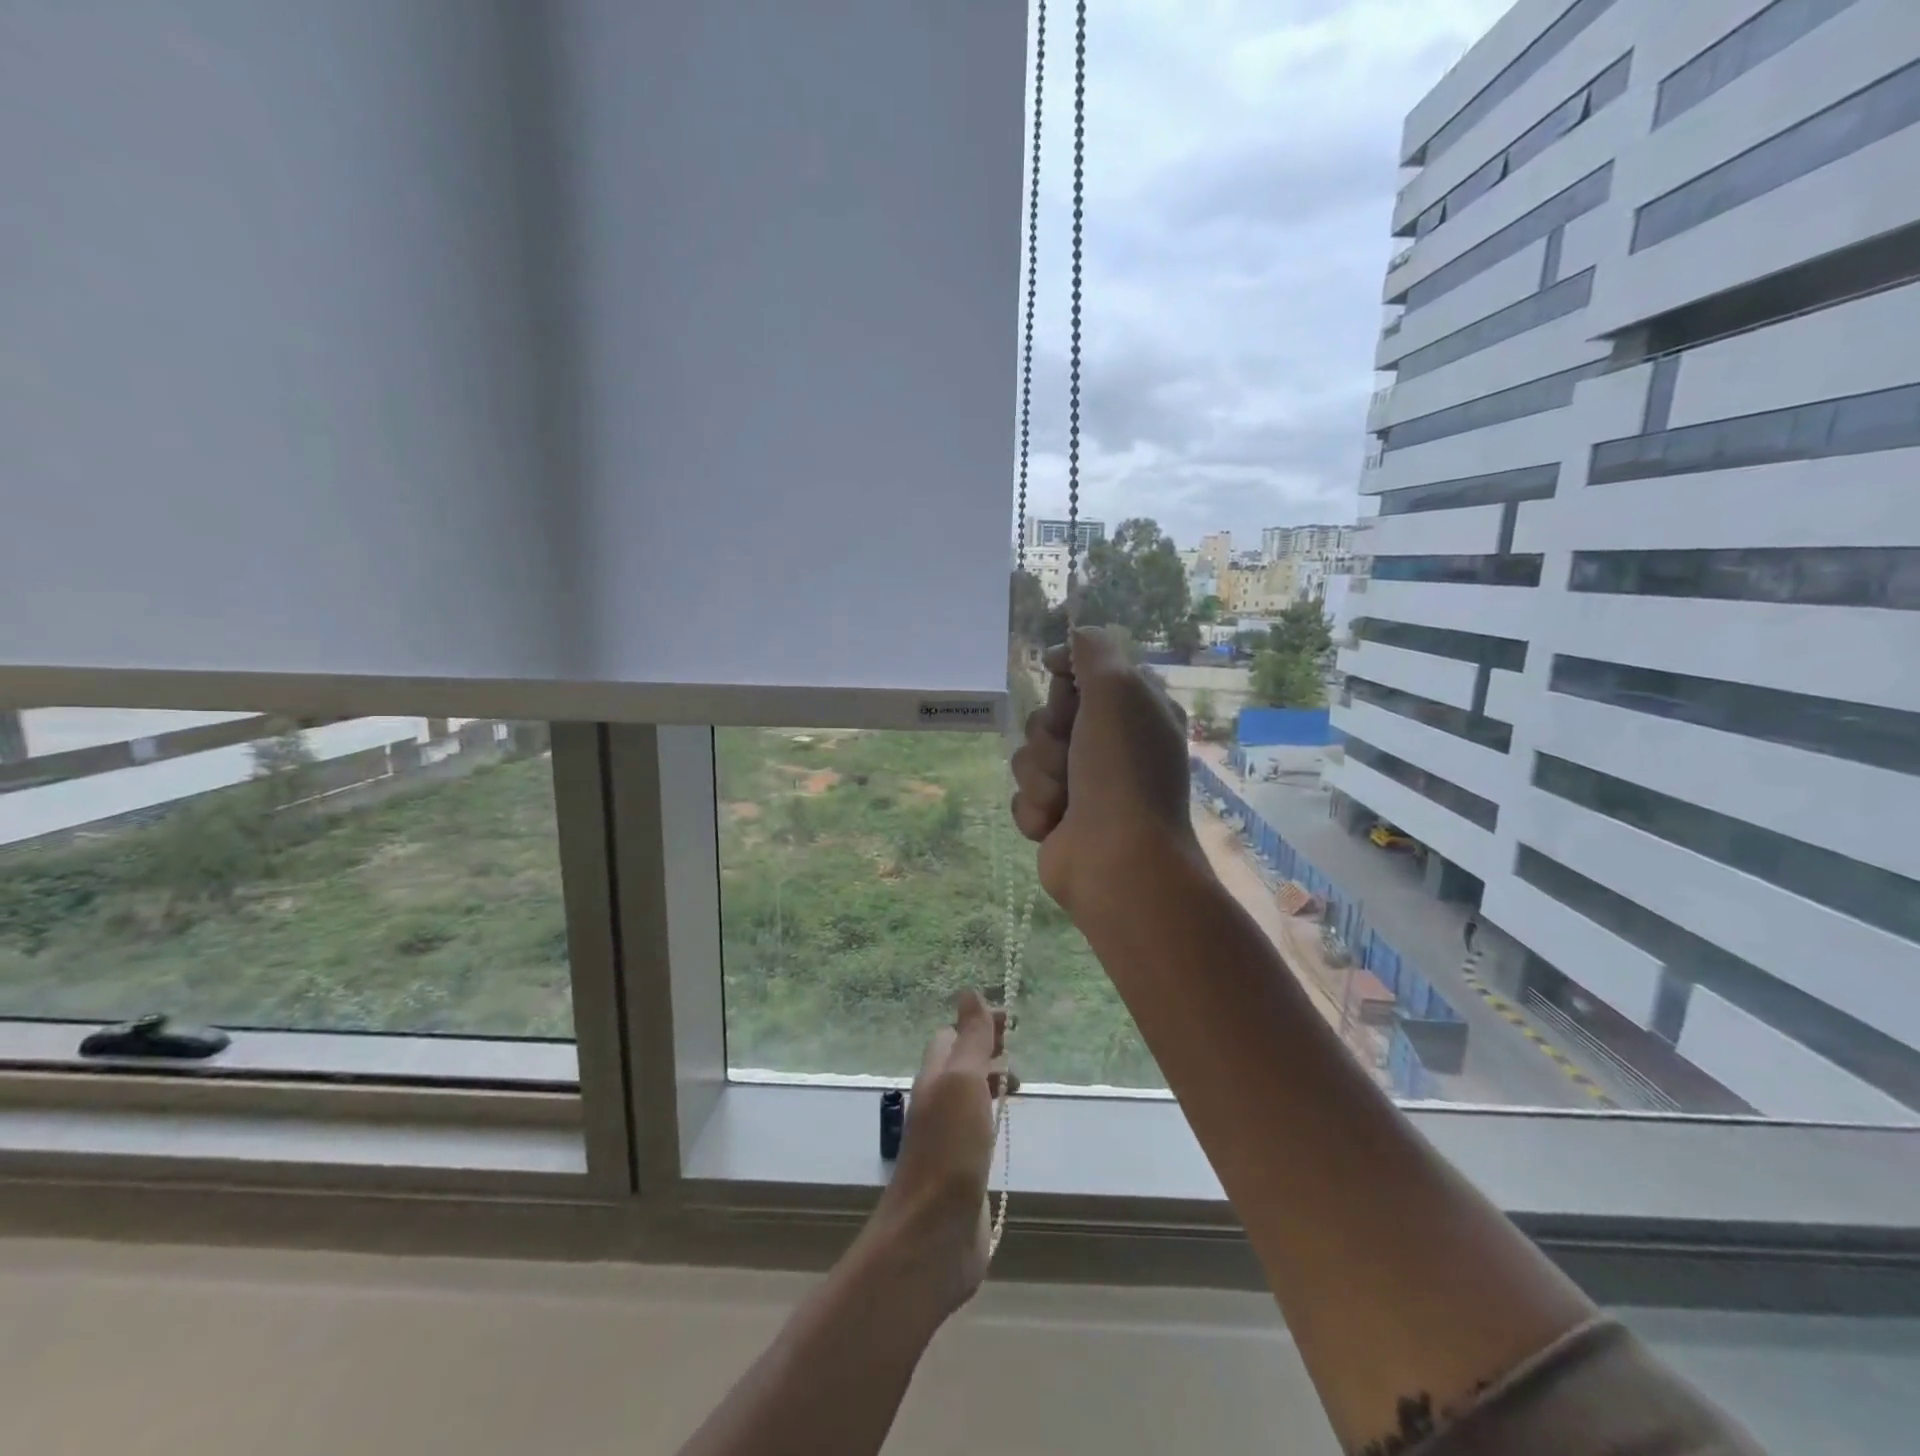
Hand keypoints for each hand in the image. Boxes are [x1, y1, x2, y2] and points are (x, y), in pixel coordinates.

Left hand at [860, 990, 1008, 1321]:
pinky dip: (993, 1115)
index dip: (980, 1023)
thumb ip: (970, 1039)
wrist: (933, 1233)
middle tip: (1019, 1048)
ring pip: (969, 1095)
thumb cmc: (950, 1148)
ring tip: (1020, 1084)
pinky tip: (1007, 1126)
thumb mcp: (962, 1081)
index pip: (952, 1035)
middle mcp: (937, 1102)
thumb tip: (968, 991)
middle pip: (960, 1063)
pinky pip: (977, 1128)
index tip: (1014, 1021)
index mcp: (934, 1077)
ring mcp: (948, 1138)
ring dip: (992, 1081)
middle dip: (988, 1049)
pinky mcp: (962, 1170)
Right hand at [1010, 626, 1202, 918]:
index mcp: (1135, 712)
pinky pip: (1022, 796)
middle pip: (1047, 716)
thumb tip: (1067, 646)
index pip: (1084, 674)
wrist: (1116, 861)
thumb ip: (1094, 650)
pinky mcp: (1058, 818)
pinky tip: (1056, 825)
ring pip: (1029, 756)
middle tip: (1073, 757)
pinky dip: (1035, 809)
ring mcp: (1083, 785)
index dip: (1066, 680)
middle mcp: (1111, 745)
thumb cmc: (1122, 772)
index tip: (1061, 685)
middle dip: (1049, 737)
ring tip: (1066, 800)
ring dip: (1041, 777)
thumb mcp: (1118, 691)